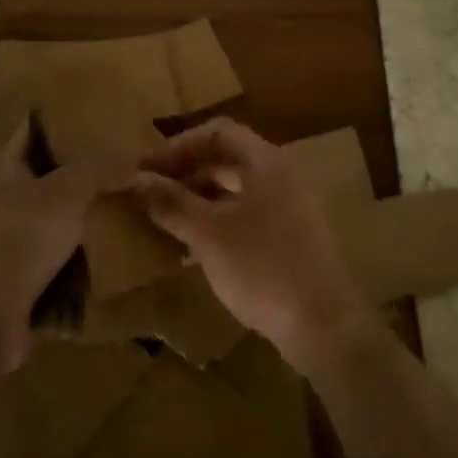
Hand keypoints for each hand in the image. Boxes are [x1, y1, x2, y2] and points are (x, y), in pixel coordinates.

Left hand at [0, 117, 131, 370]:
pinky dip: (83, 259)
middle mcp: (2, 202)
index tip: (99, 112)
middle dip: (84, 171)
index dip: (62, 118)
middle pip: (48, 177)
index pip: (32, 130)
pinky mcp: (20, 283)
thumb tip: (137, 159)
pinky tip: (115, 254)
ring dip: (86, 218)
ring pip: (57, 221)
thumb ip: (101, 169)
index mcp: (4, 170)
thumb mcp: (65, 192)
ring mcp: (9, 244)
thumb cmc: (16, 240)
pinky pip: (60, 262)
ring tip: (130, 204)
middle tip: (128, 162)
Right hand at [130, 118, 376, 374]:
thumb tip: (135, 179)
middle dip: (185, 173)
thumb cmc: (263, 268)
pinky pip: (245, 216)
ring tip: (163, 221)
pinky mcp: (289, 238)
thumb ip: (171, 202)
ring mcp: (289, 207)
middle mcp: (281, 176)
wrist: (323, 325)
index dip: (178, 146)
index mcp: (267, 162)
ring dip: (197, 200)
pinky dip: (216, 223)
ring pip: (234, 190)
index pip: (218, 132)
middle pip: (226, 159)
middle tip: (149, 194)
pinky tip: (189, 250)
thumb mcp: (208, 234)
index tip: (146, 170)